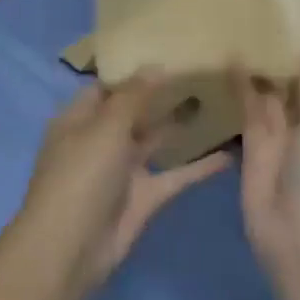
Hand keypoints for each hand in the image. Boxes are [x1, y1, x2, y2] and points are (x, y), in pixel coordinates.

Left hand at [14, 76, 230, 292]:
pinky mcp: (143, 198)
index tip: (171, 51)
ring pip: (155, 142)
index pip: (107, 86)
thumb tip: (156, 65)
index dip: (134, 70)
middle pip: (133, 112)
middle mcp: (100, 140)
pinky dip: (198, 167)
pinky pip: (173, 176)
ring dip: (181, 125)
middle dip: (163, 94)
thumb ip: (133, 96)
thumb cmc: (81, 177)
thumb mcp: (105, 128)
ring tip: (219, 102)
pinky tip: (230, 153)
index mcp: (79, 118)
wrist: (70, 249)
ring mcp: (122, 171)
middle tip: (205, 71)